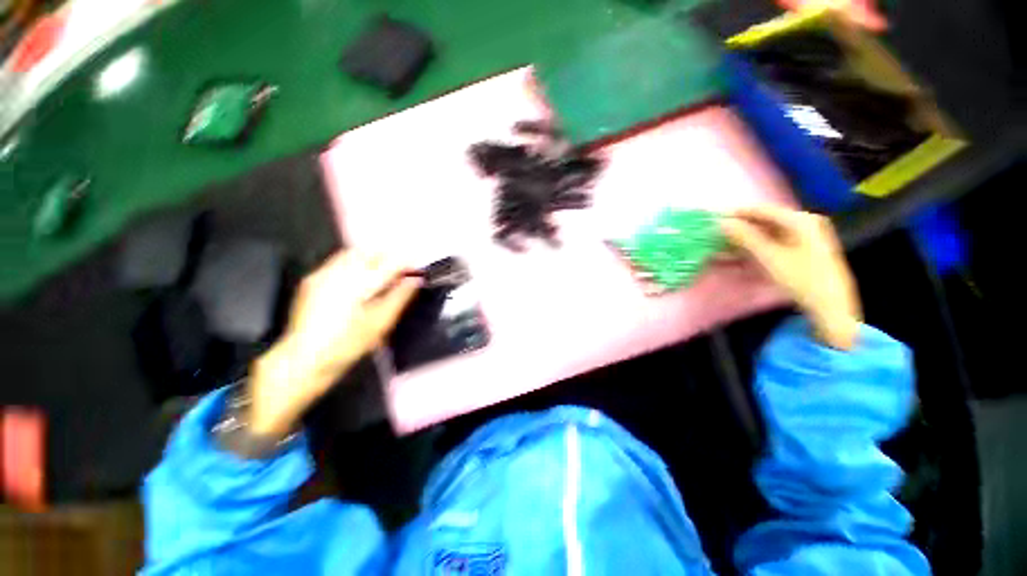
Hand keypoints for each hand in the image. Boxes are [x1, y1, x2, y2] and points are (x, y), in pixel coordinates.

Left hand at [247, 250, 420, 438]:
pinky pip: (338, 262)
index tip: (416, 270)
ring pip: (352, 253)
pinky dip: (354, 265)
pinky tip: (358, 282)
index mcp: (359, 283)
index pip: (389, 262)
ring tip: (380, 276)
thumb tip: (416, 280)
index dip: (406, 262)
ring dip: (370, 259)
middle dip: (387, 257)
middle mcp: (339, 271)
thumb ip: (400, 297)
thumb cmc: (348, 344)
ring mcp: (322, 273)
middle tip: (398, 272)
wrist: (302, 360)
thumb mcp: (380, 324)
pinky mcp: (312, 280)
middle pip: (369, 251)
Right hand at [721, 206, 861, 349]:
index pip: (762, 210)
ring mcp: (804, 236)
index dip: (737, 214)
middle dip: (739, 229)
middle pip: (764, 221)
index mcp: (800, 219)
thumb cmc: (801, 278)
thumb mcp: (770, 256)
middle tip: (716, 236)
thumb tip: (722, 222)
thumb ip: (745, 237)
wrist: (830, 305)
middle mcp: (803, 222)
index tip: (714, 219)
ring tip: (722, 248)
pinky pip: (773, 243)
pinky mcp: (802, 249)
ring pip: (767, 233)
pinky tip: (738, 255)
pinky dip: (755, 248)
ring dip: (744, 240)